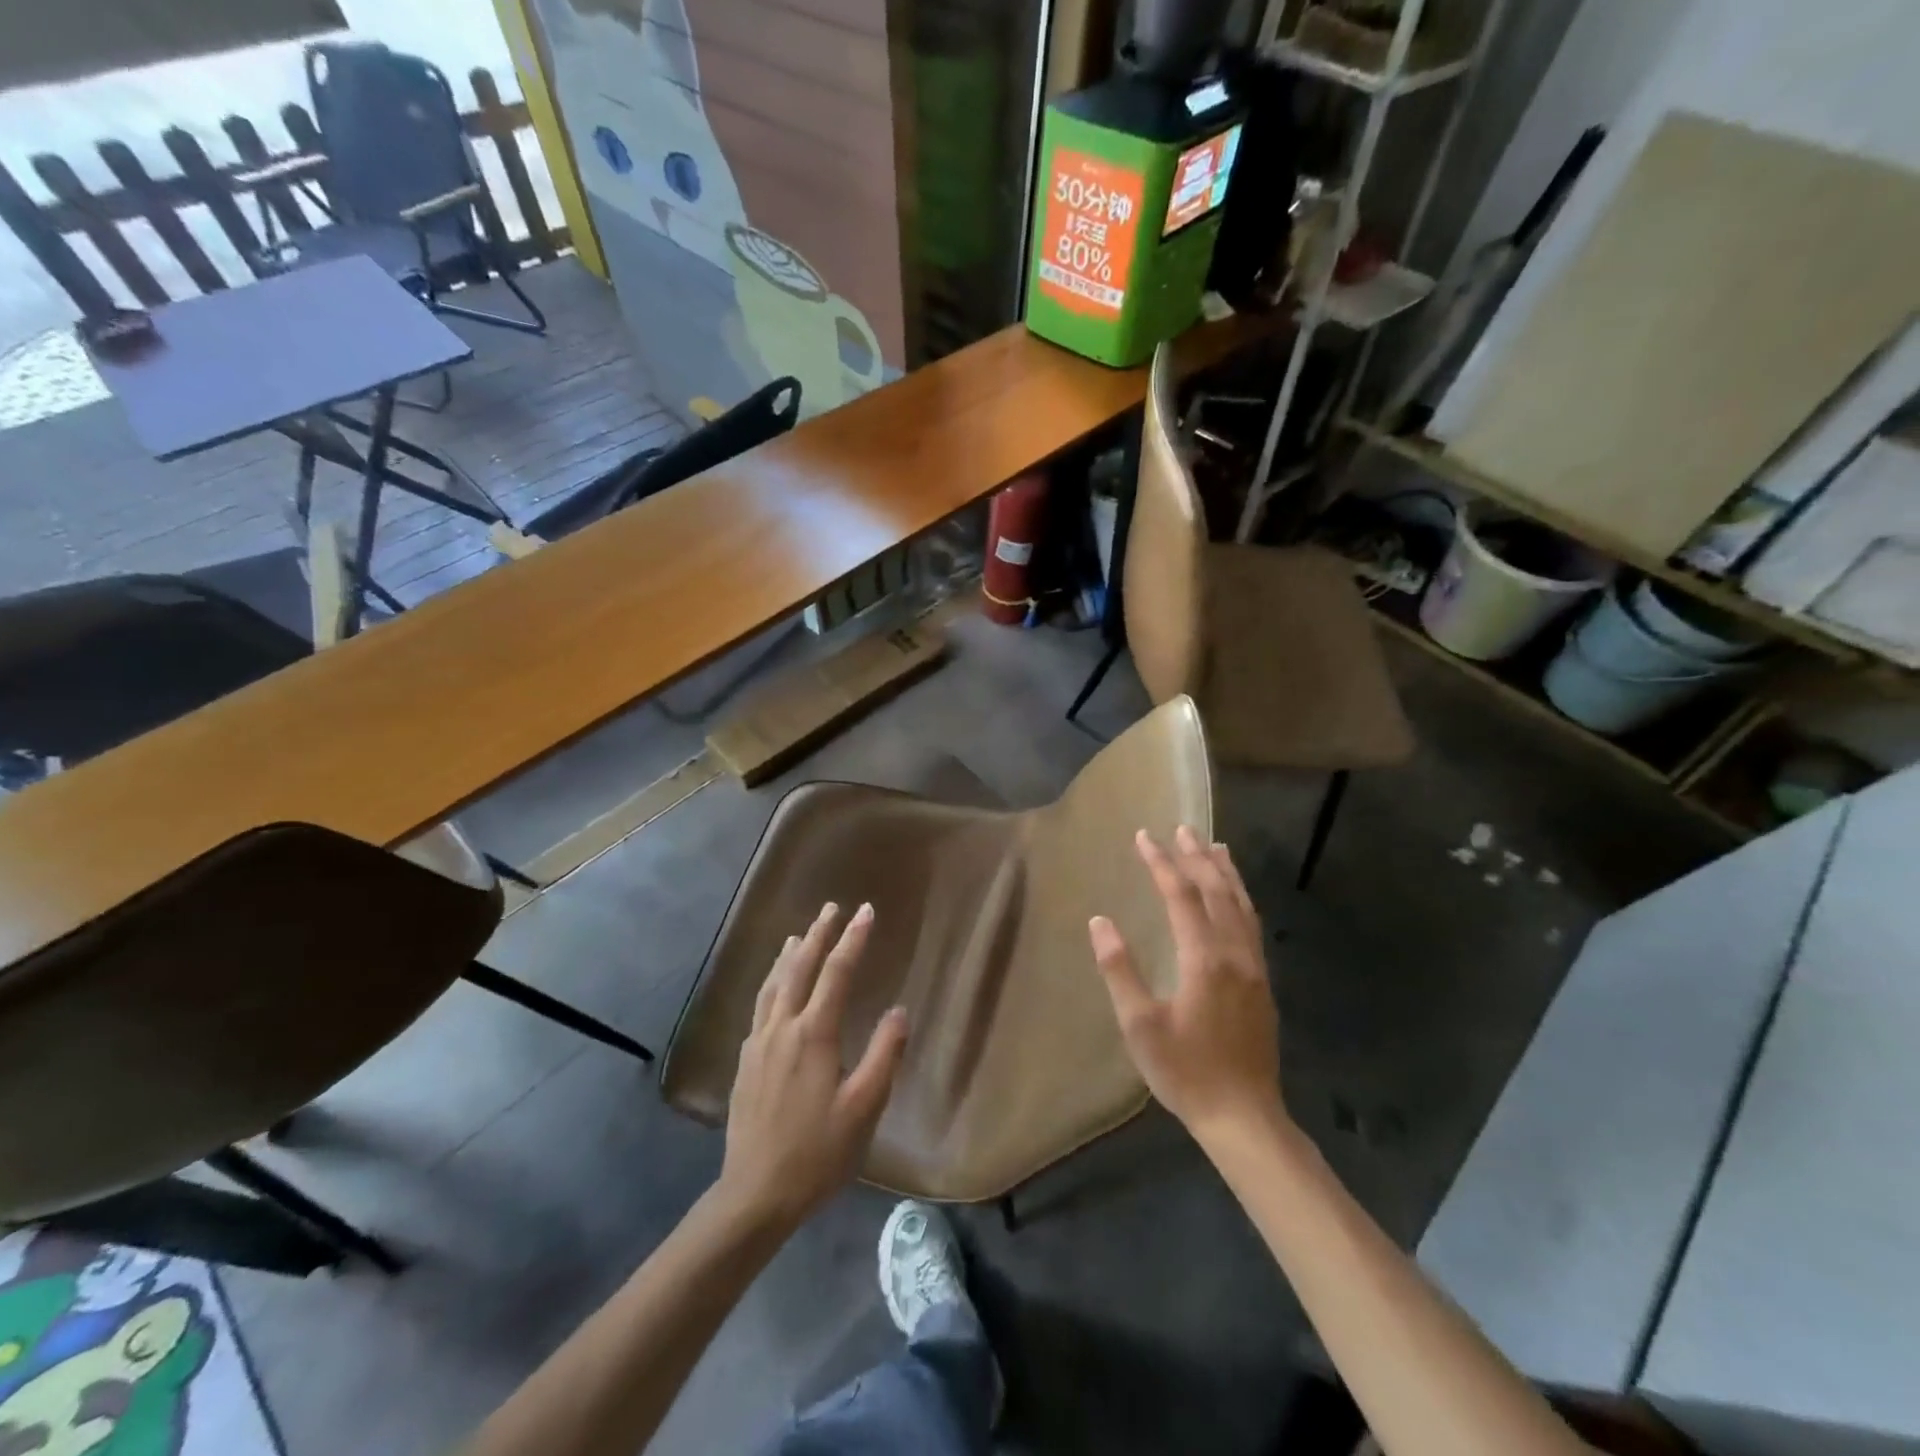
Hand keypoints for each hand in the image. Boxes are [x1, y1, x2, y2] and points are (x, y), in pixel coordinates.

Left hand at [718, 902, 907, 1229]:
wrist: (755, 1194)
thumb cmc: (818, 1152)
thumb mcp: (864, 1108)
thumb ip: (885, 1055)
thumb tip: (899, 1011)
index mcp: (814, 1035)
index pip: (836, 973)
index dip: (853, 939)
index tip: (865, 911)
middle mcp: (782, 1028)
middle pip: (800, 969)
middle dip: (818, 935)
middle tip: (831, 908)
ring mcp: (758, 1044)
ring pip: (773, 985)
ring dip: (789, 955)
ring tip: (799, 935)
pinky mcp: (745, 1062)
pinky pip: (760, 1006)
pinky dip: (771, 983)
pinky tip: (774, 990)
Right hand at [1089, 826, 1286, 1145]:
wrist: (1244, 1116)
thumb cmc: (1185, 1072)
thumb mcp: (1139, 1025)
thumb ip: (1120, 970)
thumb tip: (1100, 921)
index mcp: (1204, 959)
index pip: (1181, 896)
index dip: (1161, 863)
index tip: (1144, 836)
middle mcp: (1235, 953)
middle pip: (1217, 891)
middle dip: (1196, 856)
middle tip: (1180, 828)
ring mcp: (1254, 967)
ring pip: (1241, 905)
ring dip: (1224, 872)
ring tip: (1214, 845)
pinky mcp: (1262, 982)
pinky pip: (1251, 924)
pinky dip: (1240, 898)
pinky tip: (1234, 897)